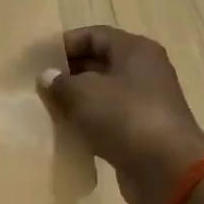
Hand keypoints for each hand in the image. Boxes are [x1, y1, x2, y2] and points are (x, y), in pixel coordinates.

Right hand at [39, 26, 203, 203]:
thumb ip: (59, 82)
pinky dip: (89, 121)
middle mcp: (144, 70)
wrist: (166, 168)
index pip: (94, 35)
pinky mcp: (142, 129)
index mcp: (135, 50)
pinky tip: (69, 131)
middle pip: (99, 62)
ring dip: (77, 99)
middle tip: (39, 86)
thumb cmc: (123, 117)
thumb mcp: (82, 93)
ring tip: (49, 109)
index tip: (38, 60)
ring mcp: (145, 101)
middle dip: (68, 73)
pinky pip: (110, 117)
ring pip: (104, 92)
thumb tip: (48, 76)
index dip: (64, 44)